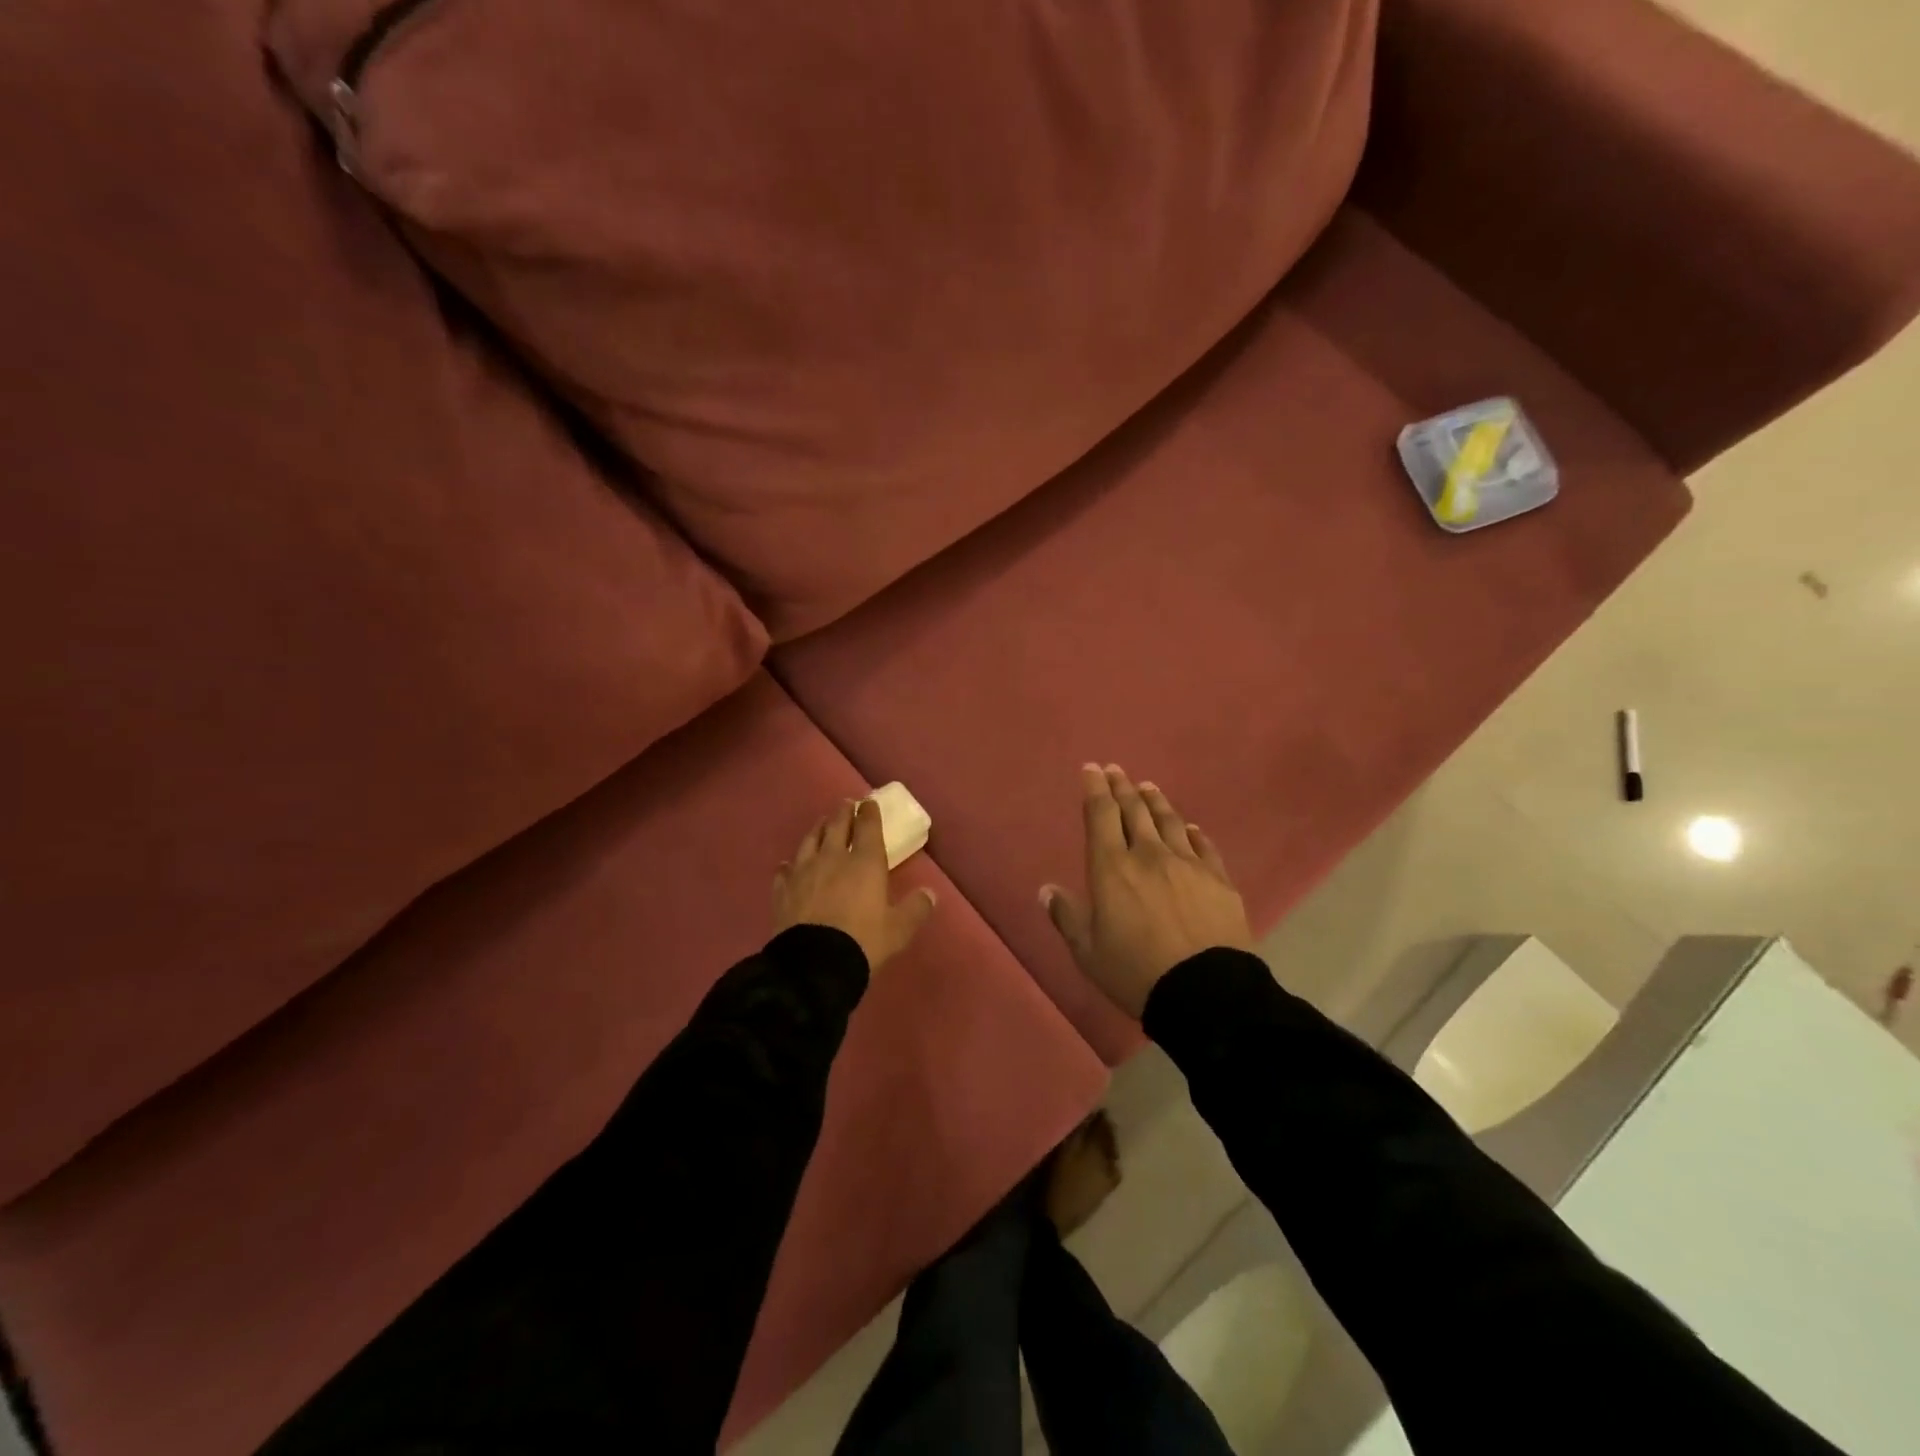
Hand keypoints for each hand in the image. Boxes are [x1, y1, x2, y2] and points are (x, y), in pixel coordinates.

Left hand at [774, 798, 937, 973]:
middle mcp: (833, 858)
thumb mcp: (898, 930)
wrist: (814, 964)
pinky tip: (788, 864)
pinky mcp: (782, 890)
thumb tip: (930, 894)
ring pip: (810, 841)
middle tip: (845, 805)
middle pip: (837, 826)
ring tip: (821, 823)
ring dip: (818, 829)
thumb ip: (915, 909)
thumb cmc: (863, 942)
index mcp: (865, 863)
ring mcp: (804, 872)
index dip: (869, 813)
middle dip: (843, 813)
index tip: (869, 803)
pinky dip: (789, 864)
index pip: (868, 827)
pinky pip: (785, 870)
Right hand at [1041, 765, 1252, 1017]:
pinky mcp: (1218, 879)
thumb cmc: (1136, 972)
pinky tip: (1190, 827)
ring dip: (1155, 801)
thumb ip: (1067, 916)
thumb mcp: (1088, 951)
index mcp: (1112, 868)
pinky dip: (1193, 832)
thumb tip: (1046, 889)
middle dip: (1123, 787)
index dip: (1095, 789)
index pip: (1101, 815)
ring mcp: (1187, 864)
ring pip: (1169, 821)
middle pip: (1134, 810)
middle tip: (1116, 769)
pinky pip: (1204, 846)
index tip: (1092, 768)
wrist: (1205, 991)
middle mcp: (1148, 854)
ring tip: (1148, 787)